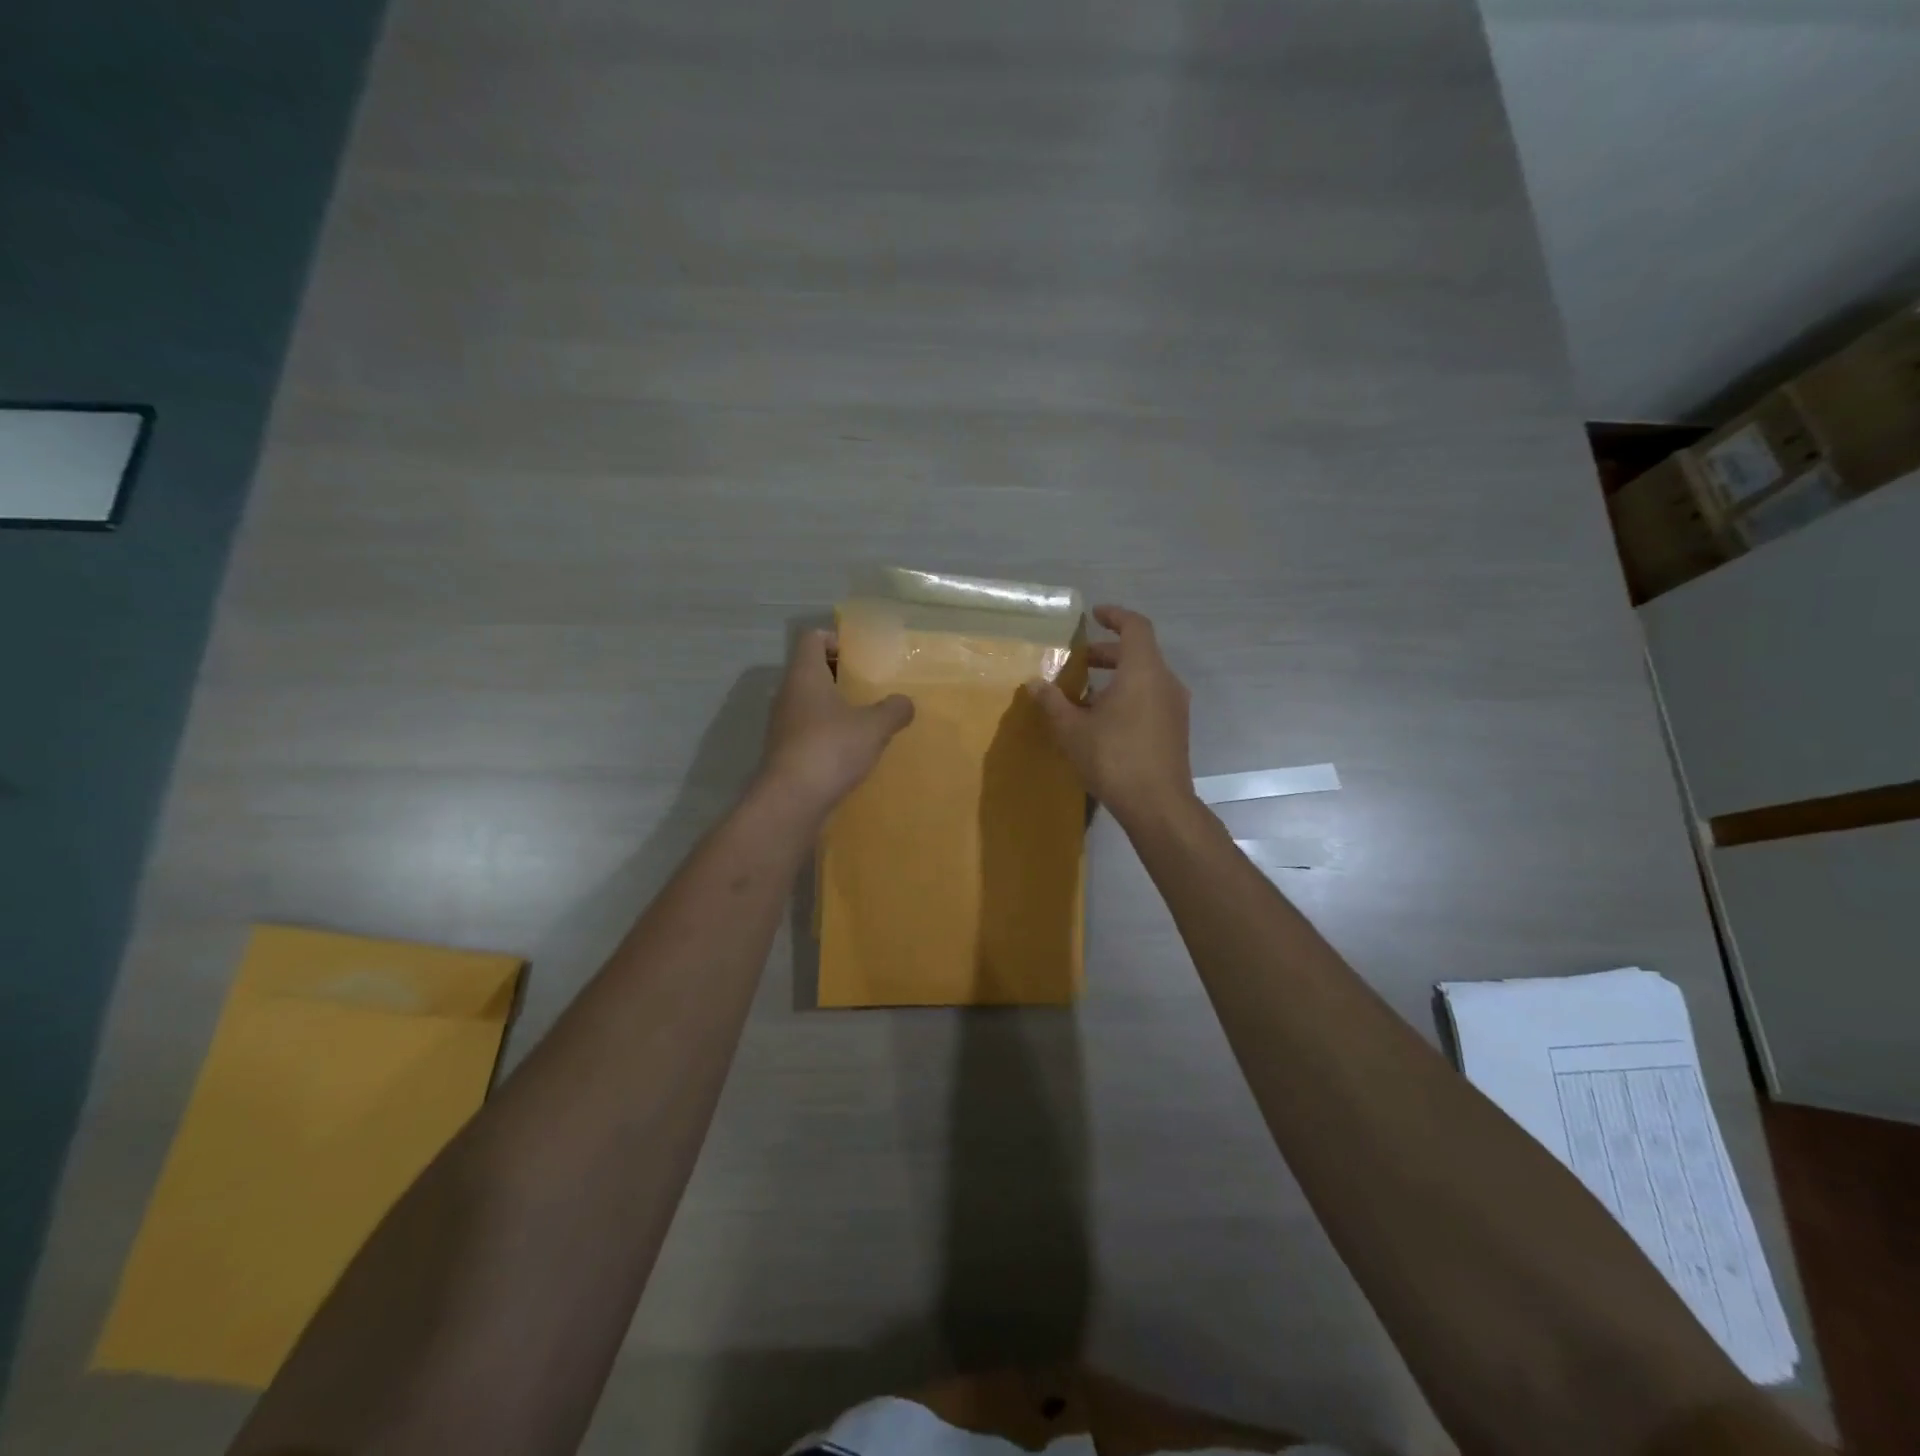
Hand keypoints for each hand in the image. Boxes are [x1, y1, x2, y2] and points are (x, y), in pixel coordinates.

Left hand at [757, 630, 914, 815]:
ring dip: (835, 706)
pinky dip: (828, 733)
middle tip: (870, 686)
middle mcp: (788, 694)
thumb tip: (905, 703)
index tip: (860, 655)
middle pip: (811, 670)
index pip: (812, 638)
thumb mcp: (874, 727)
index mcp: (805, 675)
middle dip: (840, 675)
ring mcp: (783, 725)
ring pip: (809, 703)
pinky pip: (809, 731)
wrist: (791, 801)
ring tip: (866, 719)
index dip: (835, 639)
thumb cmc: (831, 749)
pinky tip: (851, 749)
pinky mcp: (785, 752)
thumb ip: (894, 710)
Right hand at [1028, 605, 1195, 827]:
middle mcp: (1165, 681)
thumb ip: (1052, 702)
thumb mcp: (1072, 730)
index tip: (1094, 615)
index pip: (1135, 626)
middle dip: (1107, 652)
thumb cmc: (1114, 758)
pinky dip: (1128, 695)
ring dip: (1117, 677)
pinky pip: (1151, 697)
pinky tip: (1104, 720)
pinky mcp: (1175, 729)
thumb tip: (1034, 683)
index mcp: (1143, 671)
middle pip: (1139, 652)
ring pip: (1145, 677)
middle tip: (1079, 661)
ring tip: (1085, 694)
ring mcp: (1174, 706)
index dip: (1115, 615)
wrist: (1158, 804)